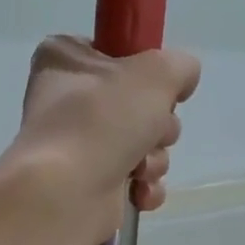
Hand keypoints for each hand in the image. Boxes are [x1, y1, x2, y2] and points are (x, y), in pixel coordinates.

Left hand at [6, 35, 199, 244]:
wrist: (66, 194)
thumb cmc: (102, 119)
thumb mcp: (155, 72)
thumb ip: (179, 65)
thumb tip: (179, 82)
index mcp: (65, 60)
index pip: (115, 51)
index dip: (144, 69)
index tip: (155, 83)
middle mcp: (66, 100)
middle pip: (138, 102)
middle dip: (158, 122)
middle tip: (148, 130)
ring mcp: (76, 145)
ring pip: (143, 143)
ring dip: (154, 157)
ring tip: (139, 167)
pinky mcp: (88, 184)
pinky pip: (134, 179)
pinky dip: (143, 187)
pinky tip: (138, 192)